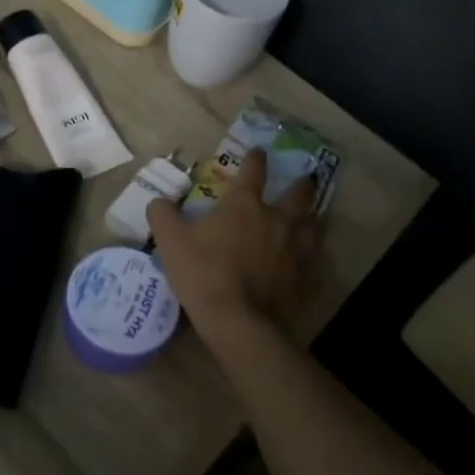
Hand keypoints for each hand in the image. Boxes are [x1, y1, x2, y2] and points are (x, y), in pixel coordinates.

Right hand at [146, 148, 322, 341]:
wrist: (238, 322)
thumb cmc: (203, 273)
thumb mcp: (171, 240)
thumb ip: (163, 214)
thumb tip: (158, 201)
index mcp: (246, 205)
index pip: (254, 170)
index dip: (255, 158)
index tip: (257, 152)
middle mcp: (278, 220)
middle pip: (299, 194)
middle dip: (301, 184)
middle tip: (304, 181)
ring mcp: (297, 250)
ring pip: (315, 226)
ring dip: (312, 219)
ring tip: (310, 220)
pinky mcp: (306, 280)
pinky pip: (315, 265)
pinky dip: (313, 260)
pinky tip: (309, 265)